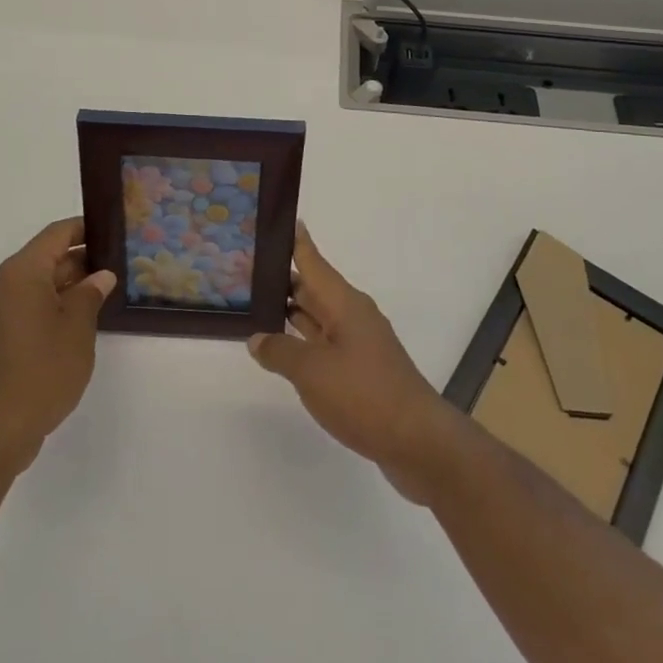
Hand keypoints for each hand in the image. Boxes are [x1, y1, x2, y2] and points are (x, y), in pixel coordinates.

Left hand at [0, 217, 115, 474]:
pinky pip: (35, 303)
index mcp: (23, 271)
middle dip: (84, 257)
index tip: (115, 230)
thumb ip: (90, 293)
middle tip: (121, 261)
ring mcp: (3, 309)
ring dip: (73, 282)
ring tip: (110, 287)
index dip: (86, 228)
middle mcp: (8, 283)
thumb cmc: (43, 368)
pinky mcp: (4, 333)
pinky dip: (59, 302)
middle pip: (49, 256)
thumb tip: (101, 275)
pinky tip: (87, 315)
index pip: (58, 233)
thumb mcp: (77, 327)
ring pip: (43, 281)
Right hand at [248, 224, 461, 503]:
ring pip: (317, 317)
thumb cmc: (363, 394)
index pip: (313, 261)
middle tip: (246, 269)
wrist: (417, 441)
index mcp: (343, 303)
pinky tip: (282, 349)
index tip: (276, 221)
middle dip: (283, 278)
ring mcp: (358, 344)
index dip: (294, 241)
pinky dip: (302, 341)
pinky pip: (324, 344)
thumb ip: (280, 351)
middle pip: (313, 288)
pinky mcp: (361, 371)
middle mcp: (352, 316)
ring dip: (290, 311)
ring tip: (255, 304)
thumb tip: (258, 338)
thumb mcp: (312, 371)